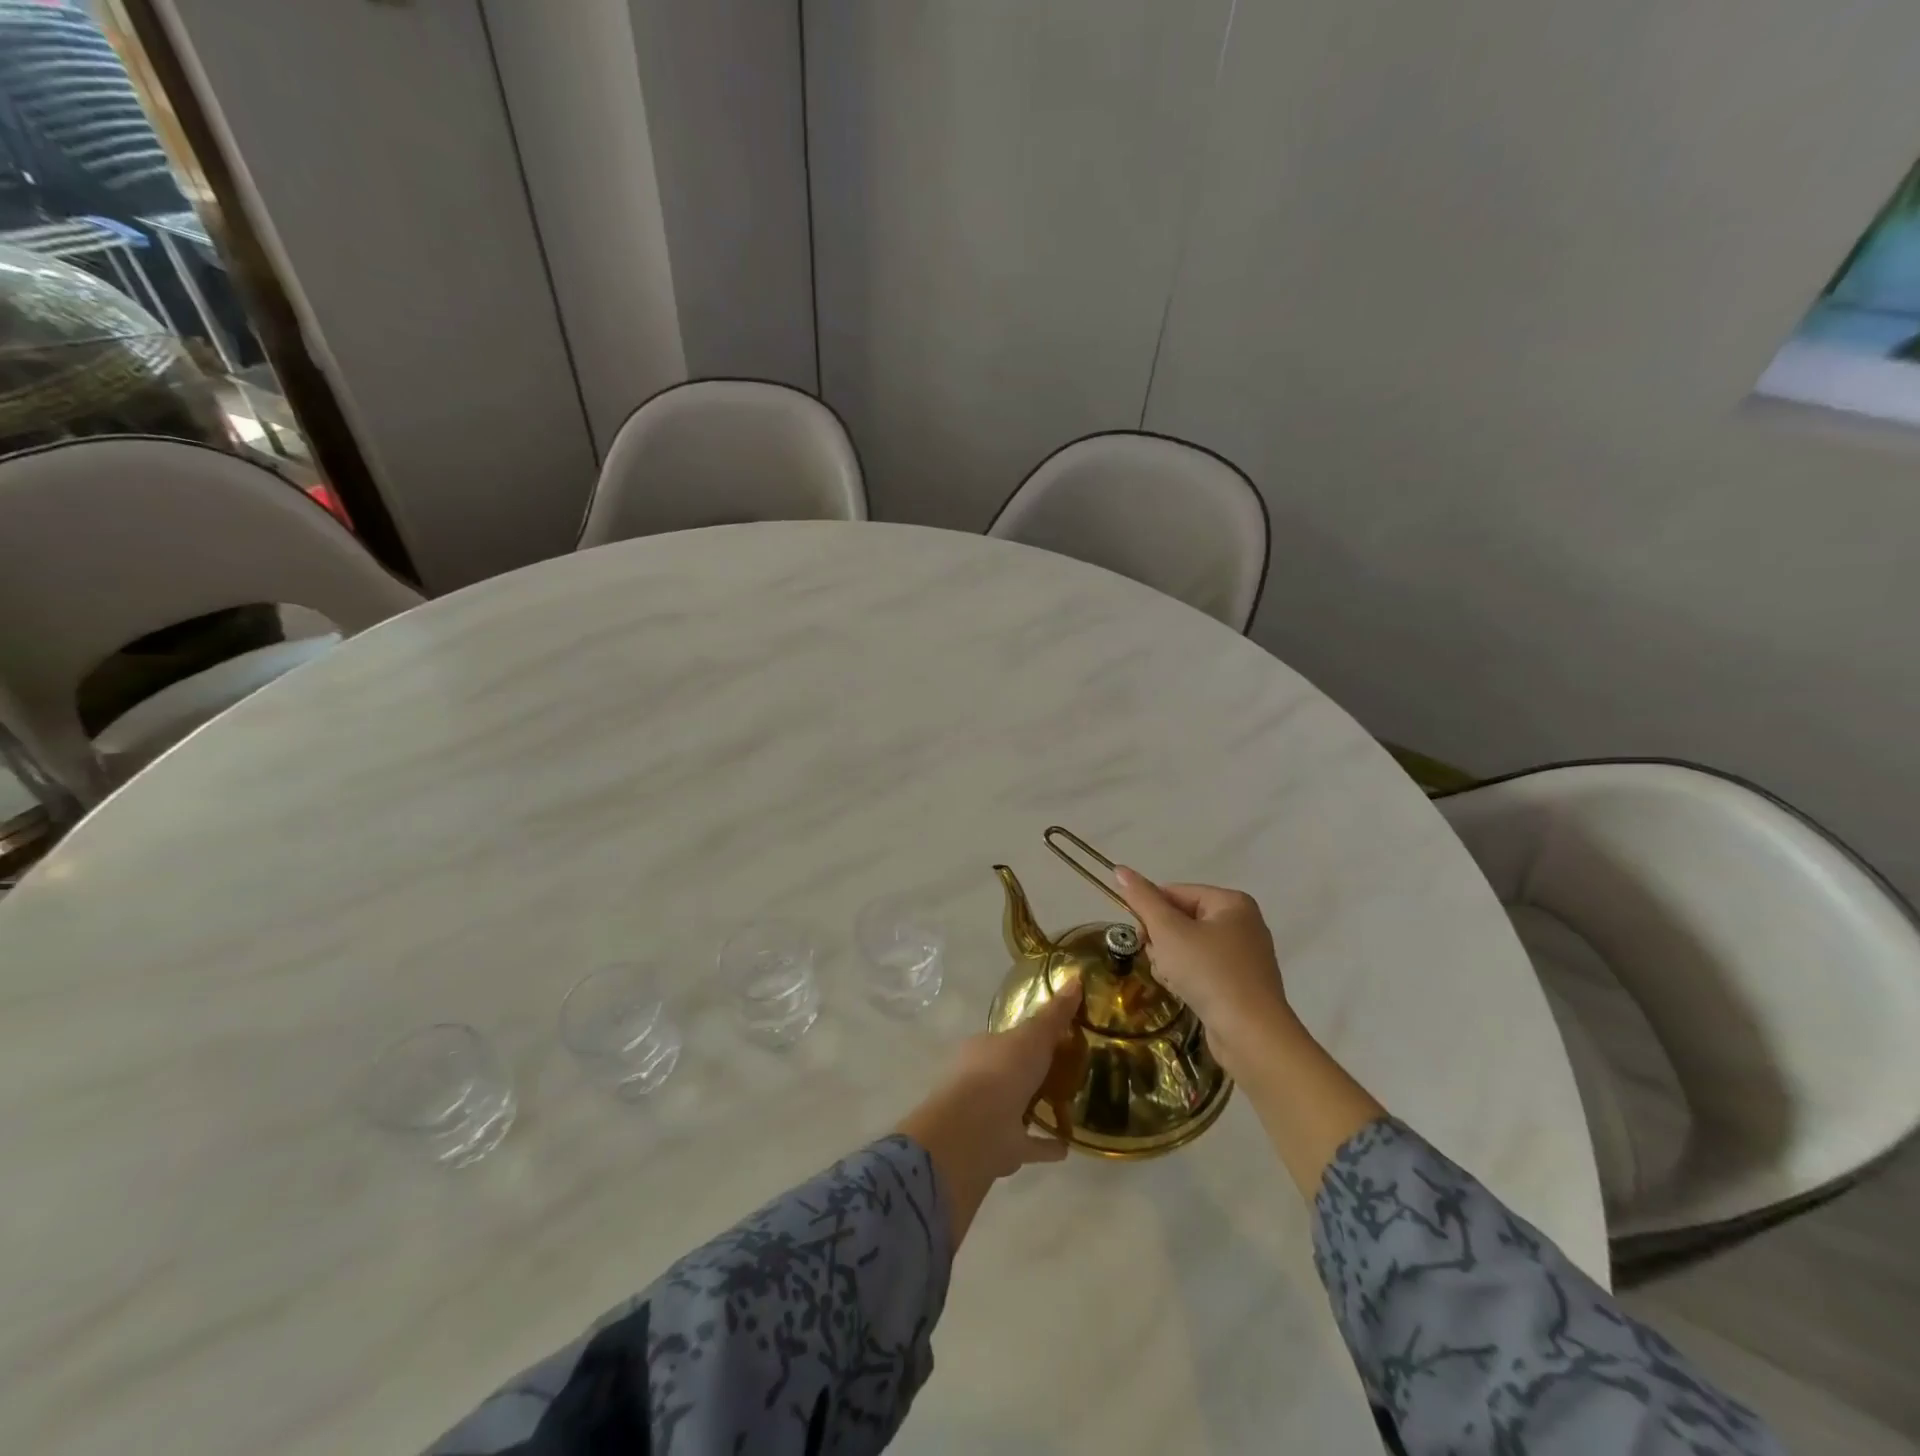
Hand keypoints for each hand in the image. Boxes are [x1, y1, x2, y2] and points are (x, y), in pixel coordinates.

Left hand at [895, 982, 1082, 1249]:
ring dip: (1037, 1108)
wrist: (975, 1130)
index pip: (1007, 1039)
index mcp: (983, 1049)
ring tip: (1069, 1106)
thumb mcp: (1033, 1035)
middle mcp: (981, 1080)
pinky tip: (1068, 1146)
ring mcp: (989, 1116)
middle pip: (1011, 1073)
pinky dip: (1046, 1145)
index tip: (1056, 1037)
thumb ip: (1055, 1014)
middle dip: (1031, 1072)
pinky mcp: (1000, 1148)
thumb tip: (1076, 978)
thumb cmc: (1002, 1071)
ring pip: (1016, 1108)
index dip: (1029, 1037)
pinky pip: (1029, 1144)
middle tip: (1066, 1070)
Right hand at [1114, 867, 1297, 1080]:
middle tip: (1161, 961)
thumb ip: (1142, 899)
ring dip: (1171, 962)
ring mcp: (1244, 956)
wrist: (1251, 1035)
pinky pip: (1202, 969)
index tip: (1141, 938)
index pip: (1174, 892)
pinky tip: (1185, 993)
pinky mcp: (1241, 984)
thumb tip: (1119, 869)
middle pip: (1181, 920)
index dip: (1151, 913)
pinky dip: (1188, 978)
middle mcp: (1243, 923)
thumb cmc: (1209, 973)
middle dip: (1162, 941)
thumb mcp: (1168, 931)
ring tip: (1175, 981)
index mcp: (1231, 902)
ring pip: (1188, 947)